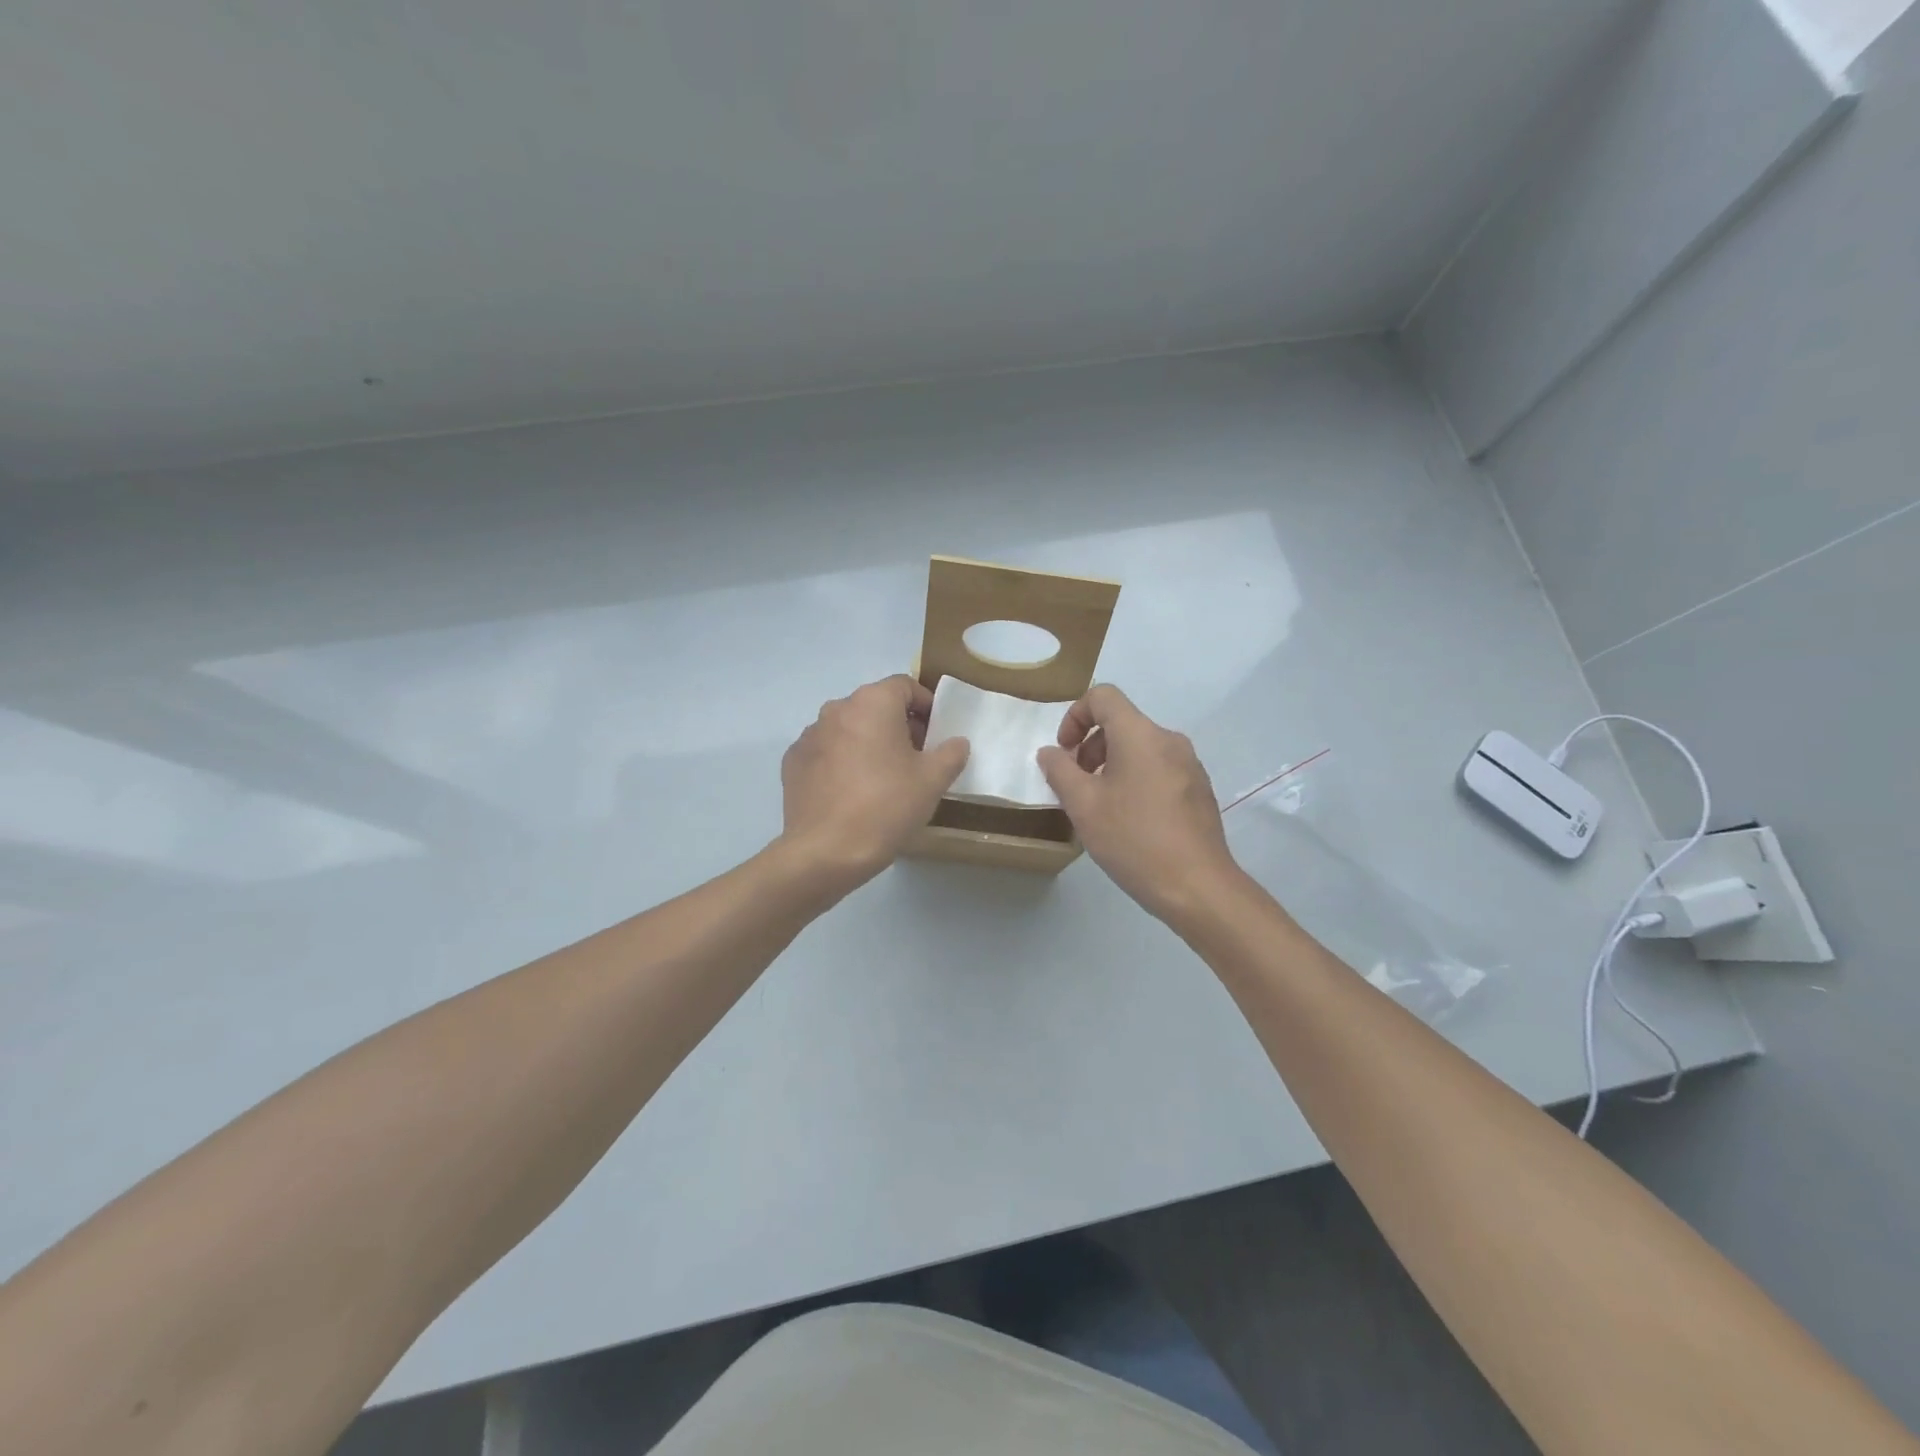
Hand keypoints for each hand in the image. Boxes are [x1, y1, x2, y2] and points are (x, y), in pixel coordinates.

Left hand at [779, 675, 969, 890]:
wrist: (825, 852)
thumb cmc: (887, 807)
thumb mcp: (933, 781)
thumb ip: (951, 753)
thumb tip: (955, 743)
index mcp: (872, 703)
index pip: (904, 686)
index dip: (926, 705)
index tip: (936, 733)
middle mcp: (837, 708)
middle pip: (875, 705)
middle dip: (897, 725)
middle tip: (915, 758)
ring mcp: (809, 735)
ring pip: (848, 728)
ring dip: (867, 742)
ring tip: (881, 778)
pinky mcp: (793, 761)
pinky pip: (826, 751)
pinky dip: (841, 761)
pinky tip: (851, 792)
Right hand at [1037, 685, 1240, 923]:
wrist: (1197, 887)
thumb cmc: (1134, 840)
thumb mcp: (1083, 806)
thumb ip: (1059, 771)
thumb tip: (1051, 753)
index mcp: (1140, 735)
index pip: (1103, 696)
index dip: (1075, 716)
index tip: (1064, 753)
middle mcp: (1169, 740)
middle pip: (1121, 723)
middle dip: (1090, 747)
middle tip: (1077, 786)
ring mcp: (1190, 765)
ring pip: (1140, 748)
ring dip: (1111, 766)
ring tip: (1100, 807)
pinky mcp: (1199, 790)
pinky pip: (1158, 770)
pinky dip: (1135, 780)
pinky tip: (1129, 822)